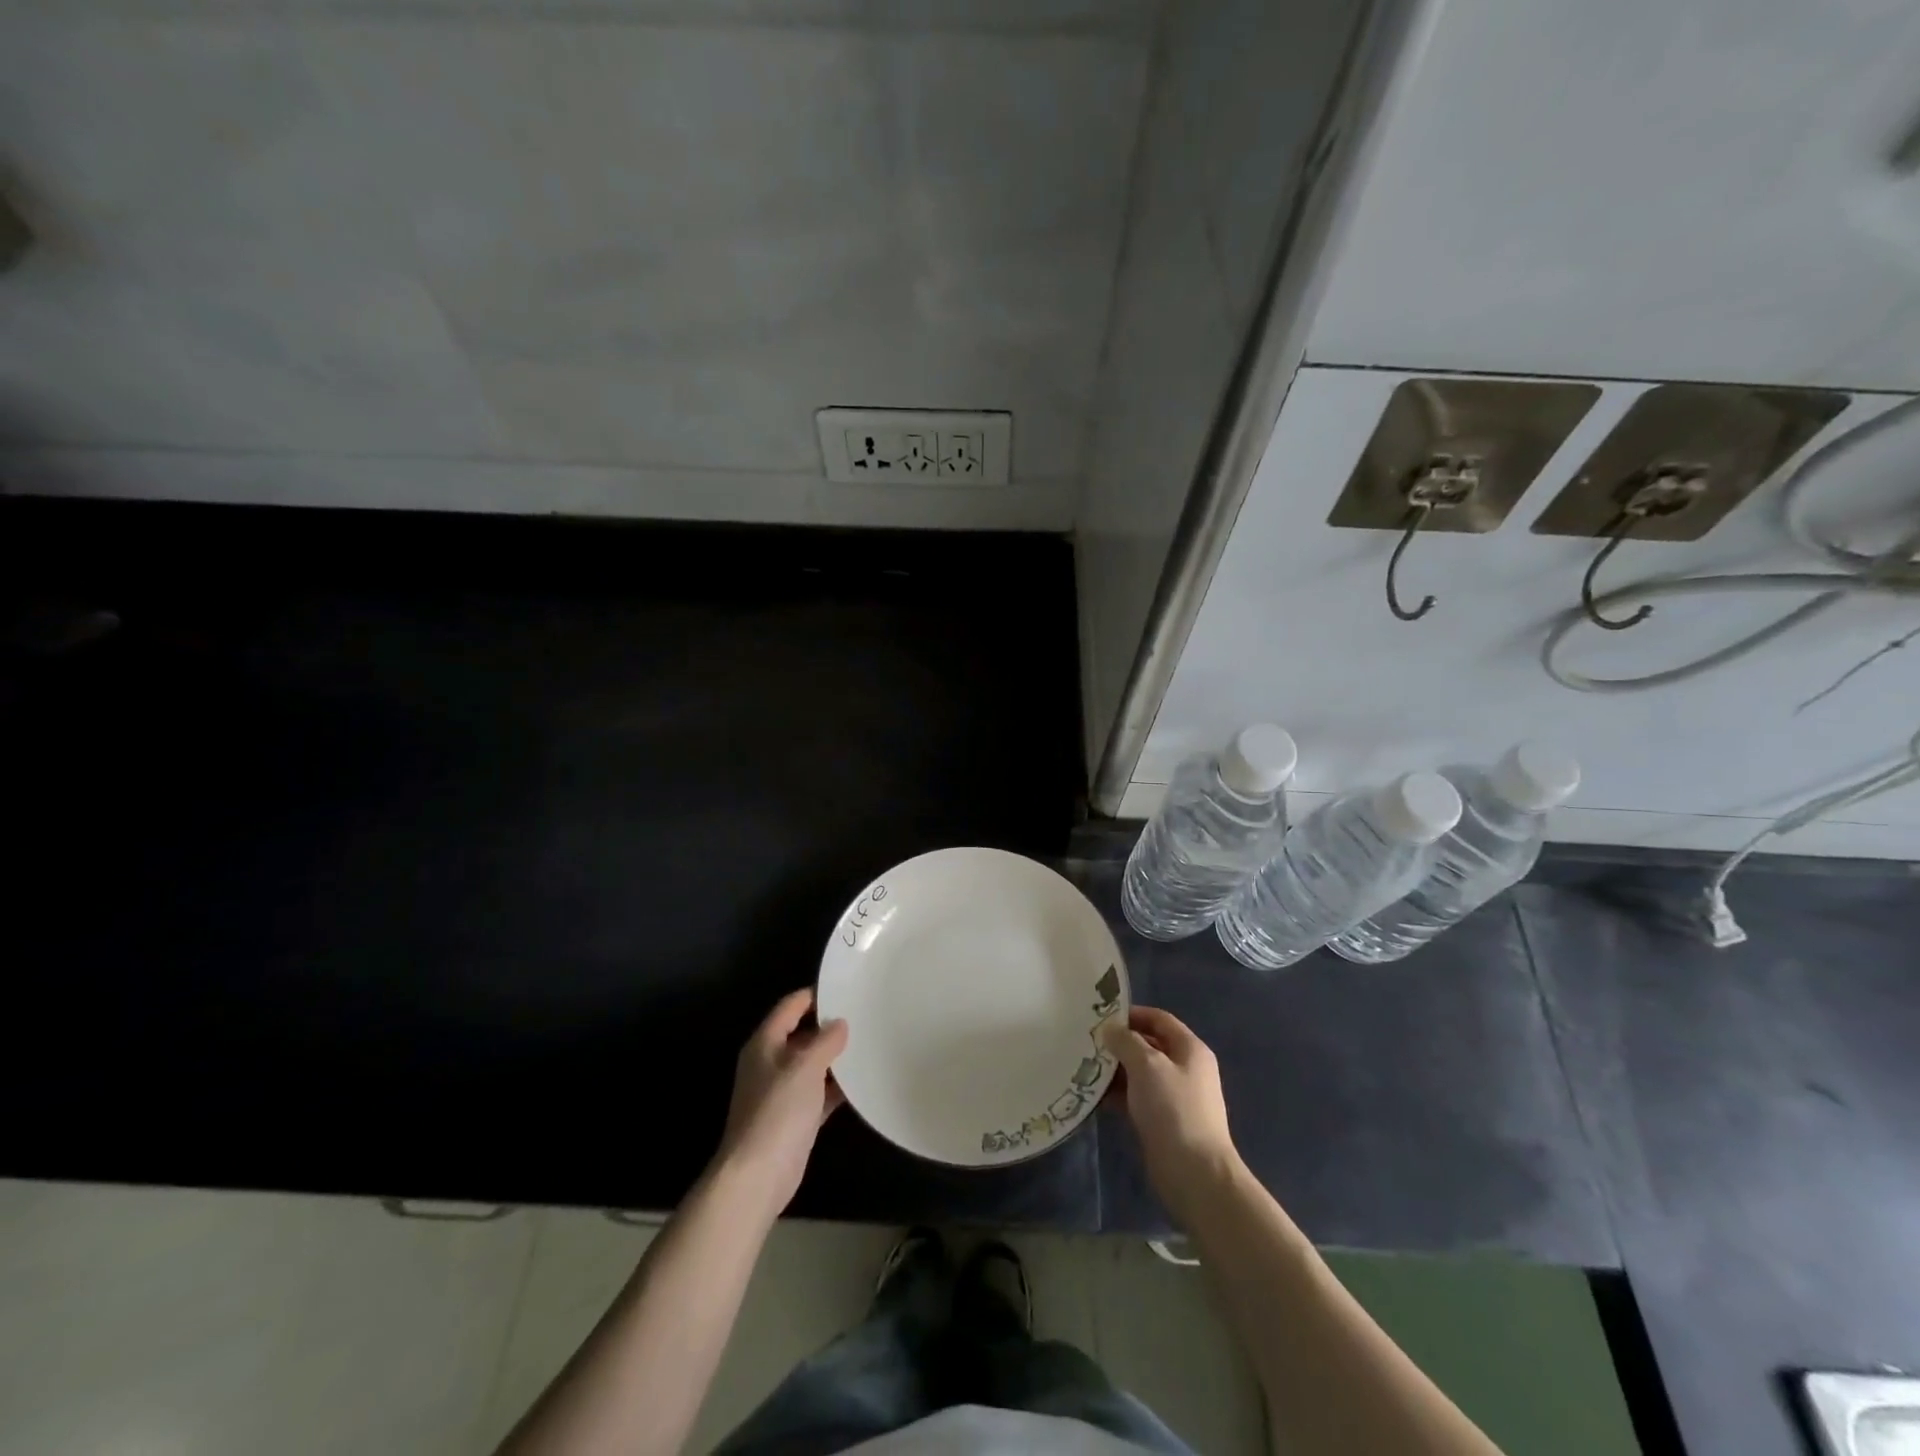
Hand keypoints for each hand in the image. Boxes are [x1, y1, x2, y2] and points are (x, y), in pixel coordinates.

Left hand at [713, 988, 847, 1215]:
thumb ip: (825, 1041)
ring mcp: (783, 1091)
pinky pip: (820, 1092)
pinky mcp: (795, 1117)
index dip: (816, 995)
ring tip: (869, 1043)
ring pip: (813, 1064)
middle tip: (865, 1015)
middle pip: (803, 1034)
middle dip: (830, 1026)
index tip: (847, 989)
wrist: (757, 1176)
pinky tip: (863, 1081)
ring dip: (836, 1057)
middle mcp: (771, 1062)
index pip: (791, 1006)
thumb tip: (840, 1023)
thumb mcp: (805, 1067)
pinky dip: (837, 1086)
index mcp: (765, 1043)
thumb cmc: (777, 1111)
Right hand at [1104, 1006, 1243, 1225]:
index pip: (1159, 1019)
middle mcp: (1185, 1069)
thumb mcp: (1147, 1065)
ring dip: (1114, 1070)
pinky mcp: (1163, 1121)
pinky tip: (1093, 1095)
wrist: (1195, 1174)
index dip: (1132, 1014)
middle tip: (1087, 1042)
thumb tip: (1110, 1030)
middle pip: (1148, 1046)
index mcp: (1190, 1050)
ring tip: (1084, 1067)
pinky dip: (1117, 1094)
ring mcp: (1175, 1097)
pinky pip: (1136, 1098)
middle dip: (1119, 1043)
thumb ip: (1126, 1042)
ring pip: (1140, 1073)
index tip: (1101, 1017)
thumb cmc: (1173, 1109)